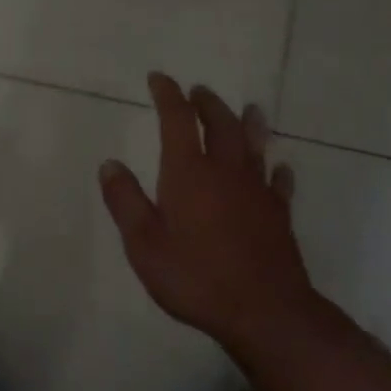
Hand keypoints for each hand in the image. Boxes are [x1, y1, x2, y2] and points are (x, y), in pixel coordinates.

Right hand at [98, 72, 321, 354]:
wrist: (265, 312)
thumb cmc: (196, 276)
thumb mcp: (143, 243)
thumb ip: (125, 201)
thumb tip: (110, 164)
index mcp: (188, 172)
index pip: (177, 120)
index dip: (168, 95)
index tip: (159, 78)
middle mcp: (225, 172)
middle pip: (220, 124)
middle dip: (207, 104)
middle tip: (198, 91)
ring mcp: (257, 192)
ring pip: (254, 146)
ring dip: (249, 124)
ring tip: (249, 108)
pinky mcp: (279, 216)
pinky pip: (279, 183)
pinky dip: (277, 170)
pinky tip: (280, 167)